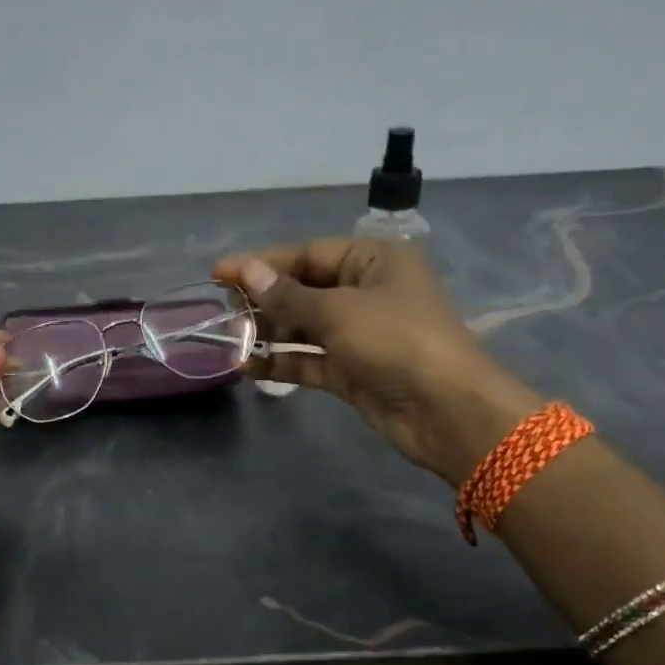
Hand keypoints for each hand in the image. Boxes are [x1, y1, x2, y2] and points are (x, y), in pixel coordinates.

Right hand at [213, 239, 540, 485]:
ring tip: (229, 340)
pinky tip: (247, 367)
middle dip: (263, 300)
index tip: (219, 273)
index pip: (308, 254)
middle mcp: (366, 291)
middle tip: (222, 311)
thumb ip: (288, 295)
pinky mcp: (353, 370)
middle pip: (304, 289)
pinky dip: (282, 362)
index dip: (262, 263)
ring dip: (268, 333)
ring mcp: (360, 333)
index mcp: (373, 260)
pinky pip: (309, 360)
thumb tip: (246, 271)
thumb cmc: (396, 341)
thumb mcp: (338, 311)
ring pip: (304, 327)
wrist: (446, 411)